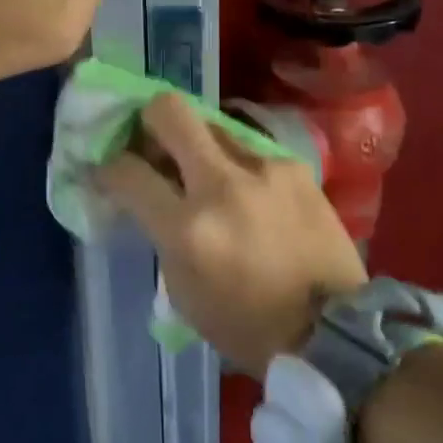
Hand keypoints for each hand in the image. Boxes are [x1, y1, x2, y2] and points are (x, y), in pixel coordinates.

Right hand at [98, 94, 368, 374]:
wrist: (333, 331)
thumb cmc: (247, 325)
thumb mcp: (183, 291)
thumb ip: (161, 232)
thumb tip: (148, 194)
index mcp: (188, 229)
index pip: (128, 172)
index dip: (109, 167)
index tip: (110, 169)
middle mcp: (222, 185)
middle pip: (169, 111)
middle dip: (148, 119)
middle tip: (151, 141)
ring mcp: (264, 168)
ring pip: (212, 123)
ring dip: (198, 144)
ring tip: (205, 171)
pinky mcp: (295, 165)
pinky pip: (251, 148)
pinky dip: (238, 165)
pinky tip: (250, 192)